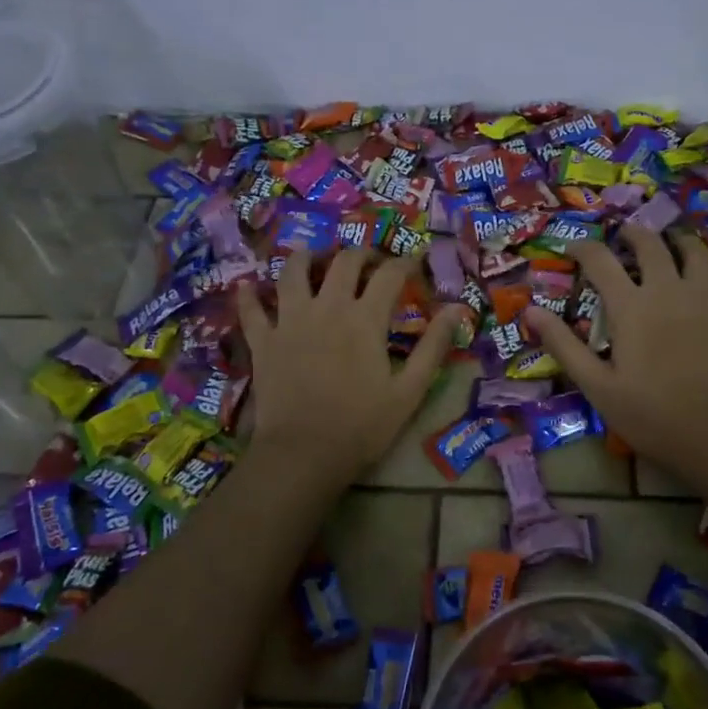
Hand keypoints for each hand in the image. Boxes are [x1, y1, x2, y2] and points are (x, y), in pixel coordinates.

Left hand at [235, 249, 465, 487]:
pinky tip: (249, 286)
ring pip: (293, 272)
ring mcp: (289, 321)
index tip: (415, 264)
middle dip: (361, 254)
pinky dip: (249, 295)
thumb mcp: (410, 390)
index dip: (406, 263)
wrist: (303, 454)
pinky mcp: (263, 341)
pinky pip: (251, 309)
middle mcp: (327, 307)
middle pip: (344, 262)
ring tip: (315, 257)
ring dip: (306, 258)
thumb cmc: (362, 425)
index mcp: (365, 319)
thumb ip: (434, 346)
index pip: (390, 275)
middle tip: (370, 262)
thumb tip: (458, 309)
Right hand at [524, 226, 707, 491]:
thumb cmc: (651, 415)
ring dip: (680, 242)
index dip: (584, 249)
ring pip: (697, 253)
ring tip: (672, 244)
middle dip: (634, 233)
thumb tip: (530, 311)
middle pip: (651, 245)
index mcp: (631, 307)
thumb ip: (564, 345)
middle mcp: (669, 291)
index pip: (601, 261)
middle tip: (625, 234)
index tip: (574, 248)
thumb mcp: (597, 386)